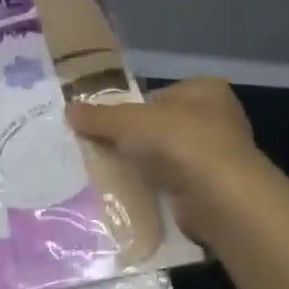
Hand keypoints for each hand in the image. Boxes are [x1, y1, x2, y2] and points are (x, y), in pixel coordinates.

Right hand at [66, 78, 265, 247]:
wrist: (219, 198)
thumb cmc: (178, 141)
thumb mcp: (127, 121)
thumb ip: (98, 116)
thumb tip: (69, 110)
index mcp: (204, 90)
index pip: (159, 94)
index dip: (131, 107)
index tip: (107, 123)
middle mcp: (217, 119)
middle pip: (161, 126)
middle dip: (135, 139)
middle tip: (104, 147)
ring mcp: (219, 157)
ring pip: (167, 157)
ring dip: (144, 165)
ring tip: (111, 172)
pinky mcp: (214, 190)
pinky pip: (174, 184)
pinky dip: (156, 189)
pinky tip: (133, 193)